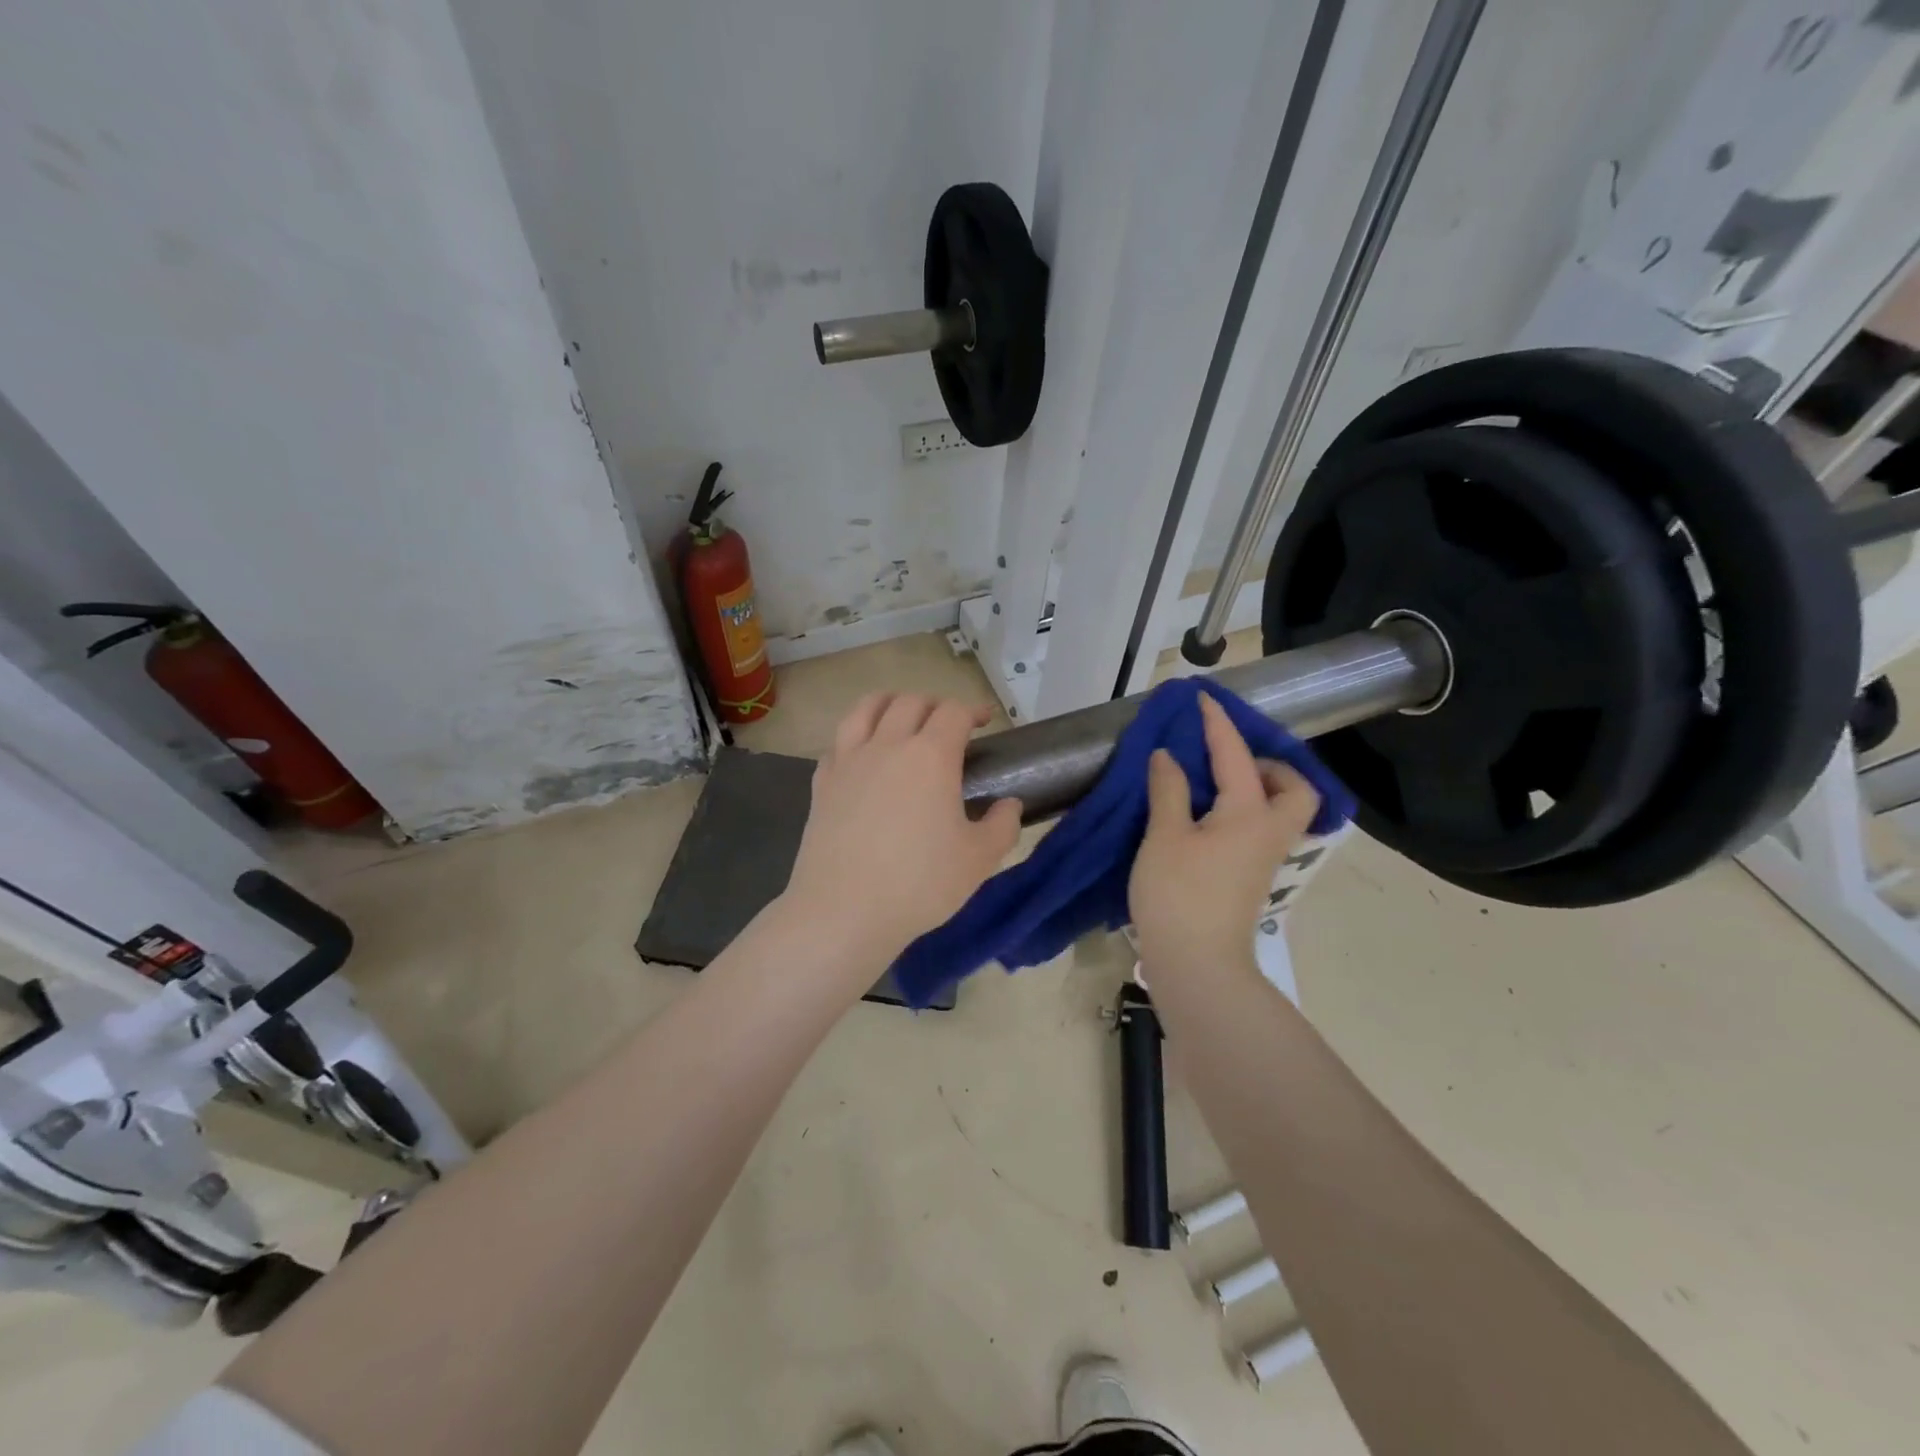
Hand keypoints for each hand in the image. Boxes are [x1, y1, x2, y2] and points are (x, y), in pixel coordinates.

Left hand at [781, 693, 1021, 966]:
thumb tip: (1010, 804)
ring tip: (900, 716)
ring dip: (889, 703)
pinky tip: (862, 755)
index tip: (984, 721)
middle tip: (947, 724)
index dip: (973, 710)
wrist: (844, 910)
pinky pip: (838, 742)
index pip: (953, 712)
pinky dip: (855, 736)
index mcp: (931, 756)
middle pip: (910, 702)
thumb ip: (1003, 825)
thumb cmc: (920, 884)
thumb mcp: (979, 860)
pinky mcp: (822, 782)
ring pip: (866, 709)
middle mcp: (888, 745)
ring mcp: (849, 760)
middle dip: (934, 704)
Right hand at [1129, 693, 1320, 974]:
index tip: (1203, 698)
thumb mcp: (1163, 836)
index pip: (1235, 755)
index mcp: (1248, 813)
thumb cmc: (1178, 895)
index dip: (1218, 724)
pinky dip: (1245, 811)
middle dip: (1272, 766)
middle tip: (1230, 761)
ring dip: (1260, 789)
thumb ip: (1168, 790)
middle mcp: (1268, 831)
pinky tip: (1209, 817)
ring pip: (1282, 812)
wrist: (1198, 965)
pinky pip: (1262, 829)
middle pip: (1296, 789)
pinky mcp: (1253, 878)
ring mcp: (1265, 858)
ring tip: (1214, 786)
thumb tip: (1169, 757)